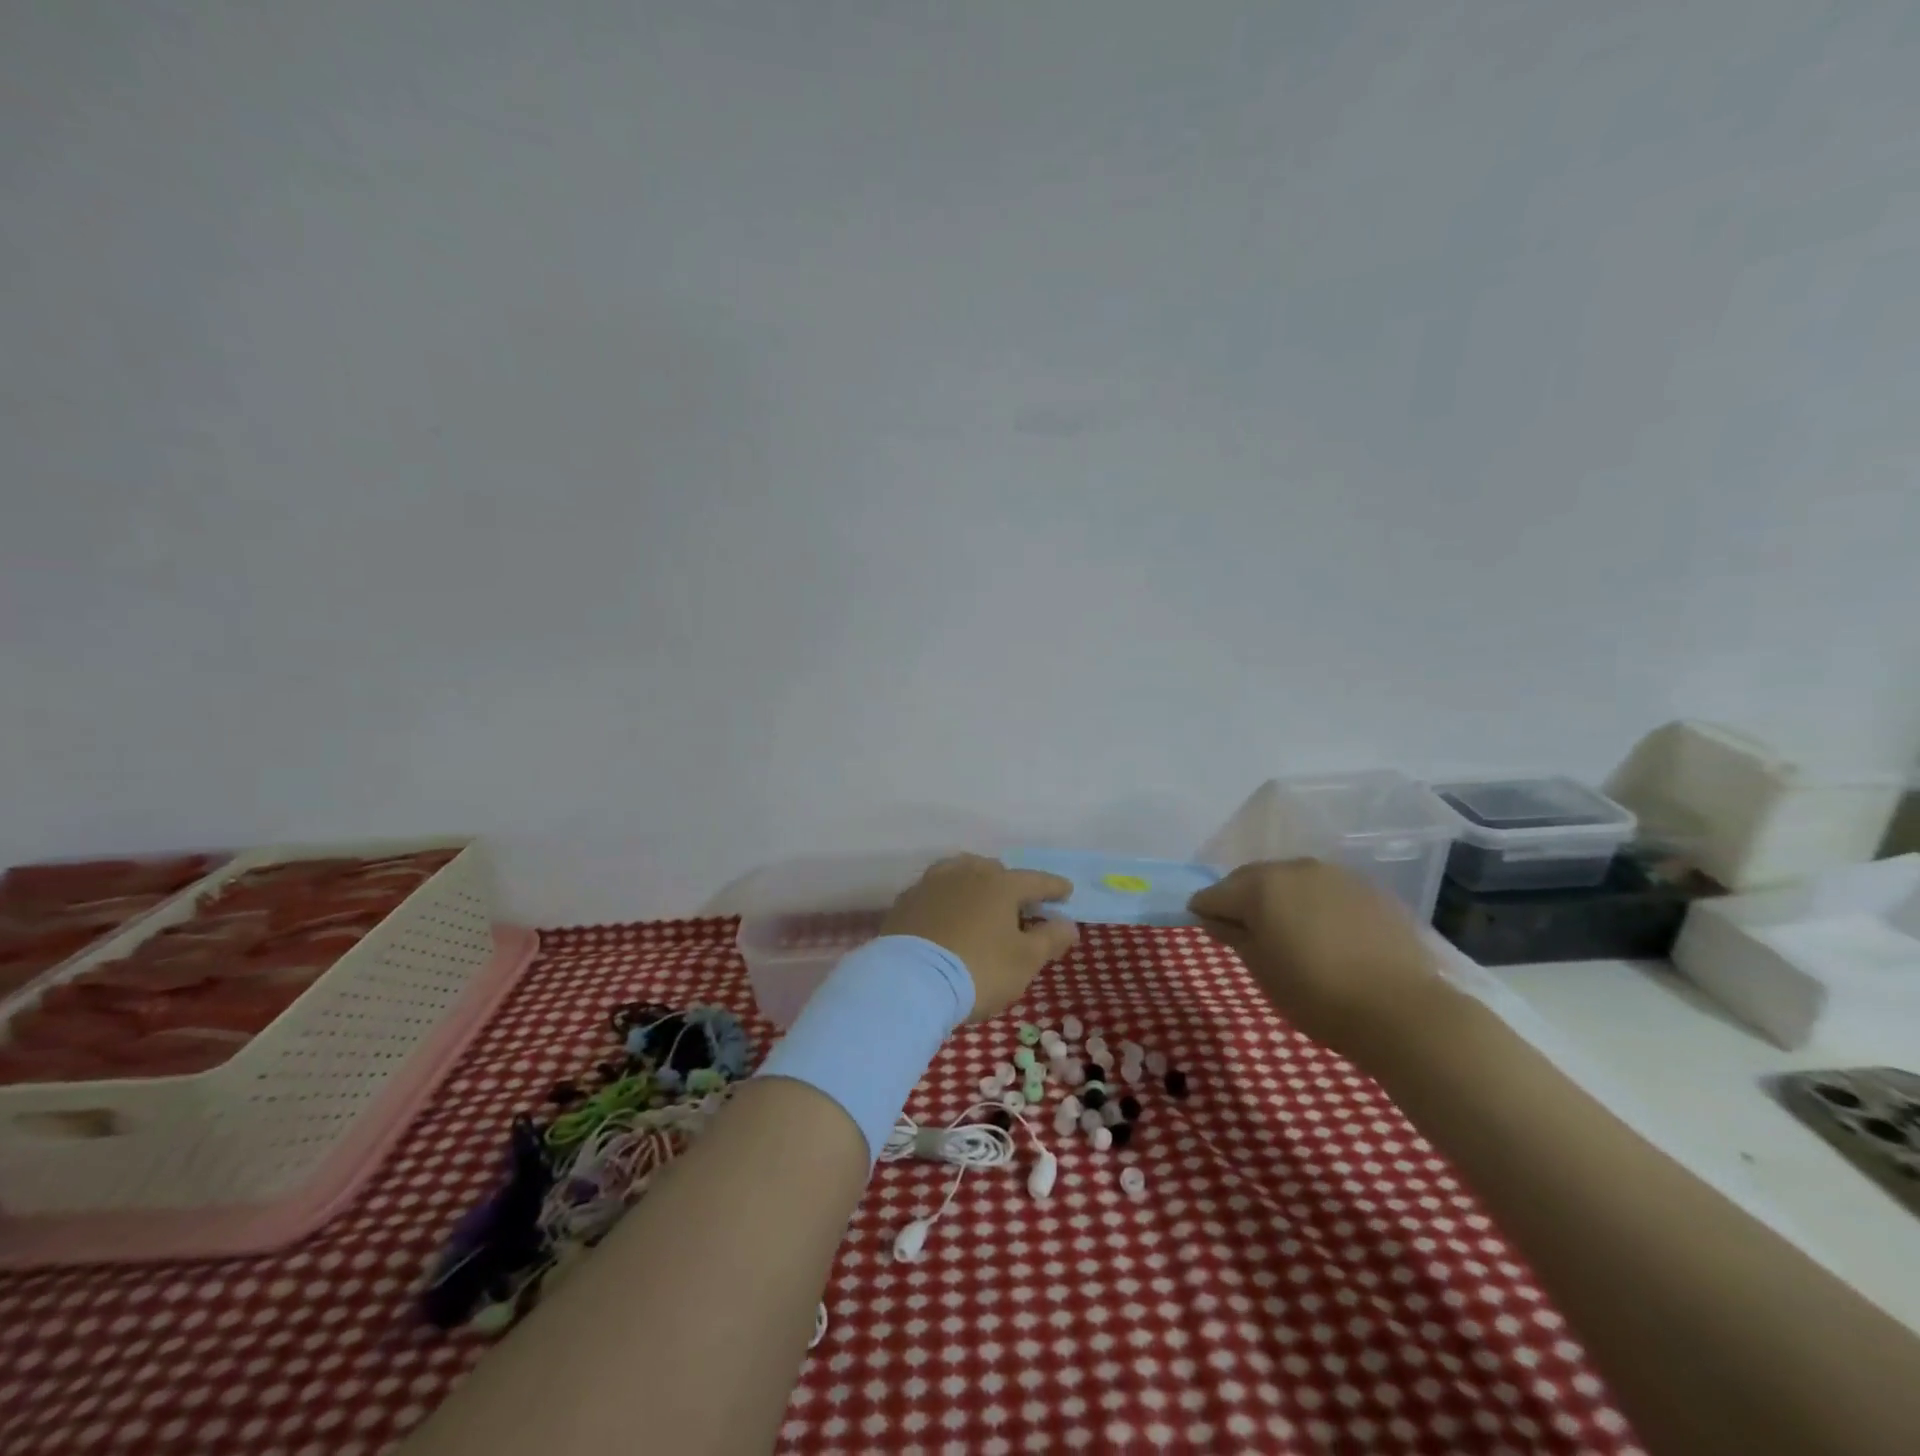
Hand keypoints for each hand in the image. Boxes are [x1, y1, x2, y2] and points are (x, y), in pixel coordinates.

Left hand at [880, 855, 1077, 1020]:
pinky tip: (947, 914)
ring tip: (981, 901)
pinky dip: (947, 898)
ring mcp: (932, 884)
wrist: (909, 982)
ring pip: (961, 873)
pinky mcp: (906, 901)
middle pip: (995, 871)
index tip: (1066, 892)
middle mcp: (966, 873)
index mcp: (1000, 884)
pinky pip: (935, 891)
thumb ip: (1050, 939)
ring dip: (976, 884)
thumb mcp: (1024, 961)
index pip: (1035, 880)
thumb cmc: (978, 970)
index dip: (1053, 887)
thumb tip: (1068, 924)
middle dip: (1011, 883)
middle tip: (1019, 903)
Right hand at [1188, 859, 1446, 1057]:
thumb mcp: (1262, 971)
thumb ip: (1233, 936)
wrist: (1404, 1011)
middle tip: (1244, 933)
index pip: (1214, 894)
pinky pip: (1324, 890)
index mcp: (1260, 886)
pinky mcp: (1367, 889)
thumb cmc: (1317, 995)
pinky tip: (1324, 934)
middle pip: (1250, 879)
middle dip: (1241, 900)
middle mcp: (1293, 868)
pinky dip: (1313, 905)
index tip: (1209, 933)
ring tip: (1287, 933)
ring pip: (1290, 880)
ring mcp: (1334, 875)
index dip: (1205, 913)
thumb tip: (1215, 919)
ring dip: (1279, 899)